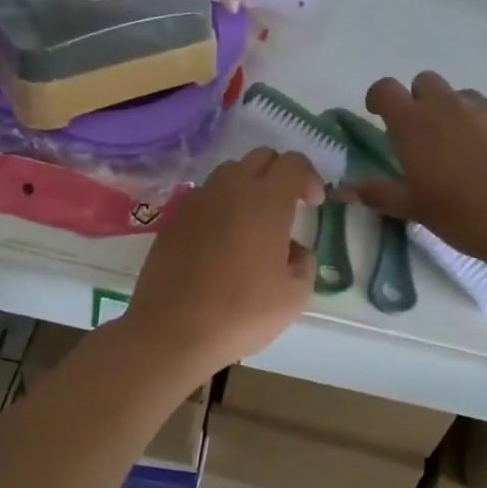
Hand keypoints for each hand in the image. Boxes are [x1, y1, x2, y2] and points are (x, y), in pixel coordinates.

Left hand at [123, 148, 323, 377]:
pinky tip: (222, 239)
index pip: (294, 164)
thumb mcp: (294, 296)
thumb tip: (294, 250)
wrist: (172, 330)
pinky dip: (220, 205)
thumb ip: (304, 264)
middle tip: (287, 208)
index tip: (314, 205)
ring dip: (248, 186)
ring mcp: (197, 201)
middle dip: (280, 175)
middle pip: (261, 158)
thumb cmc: (241, 313)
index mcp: (266, 202)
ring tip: (252, 222)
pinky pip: (204, 196)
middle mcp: (230, 190)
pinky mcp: (174, 218)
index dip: (310, 178)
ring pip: (229, 173)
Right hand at [349, 72, 486, 263]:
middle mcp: (449, 106)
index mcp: (415, 125)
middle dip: (422, 101)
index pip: (386, 89)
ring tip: (471, 155)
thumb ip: (378, 193)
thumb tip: (342, 189)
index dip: (380, 98)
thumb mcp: (414, 209)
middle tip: (428, 137)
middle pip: (426, 83)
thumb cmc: (463, 216)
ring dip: (460, 117)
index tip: (380, 114)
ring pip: (466, 99)